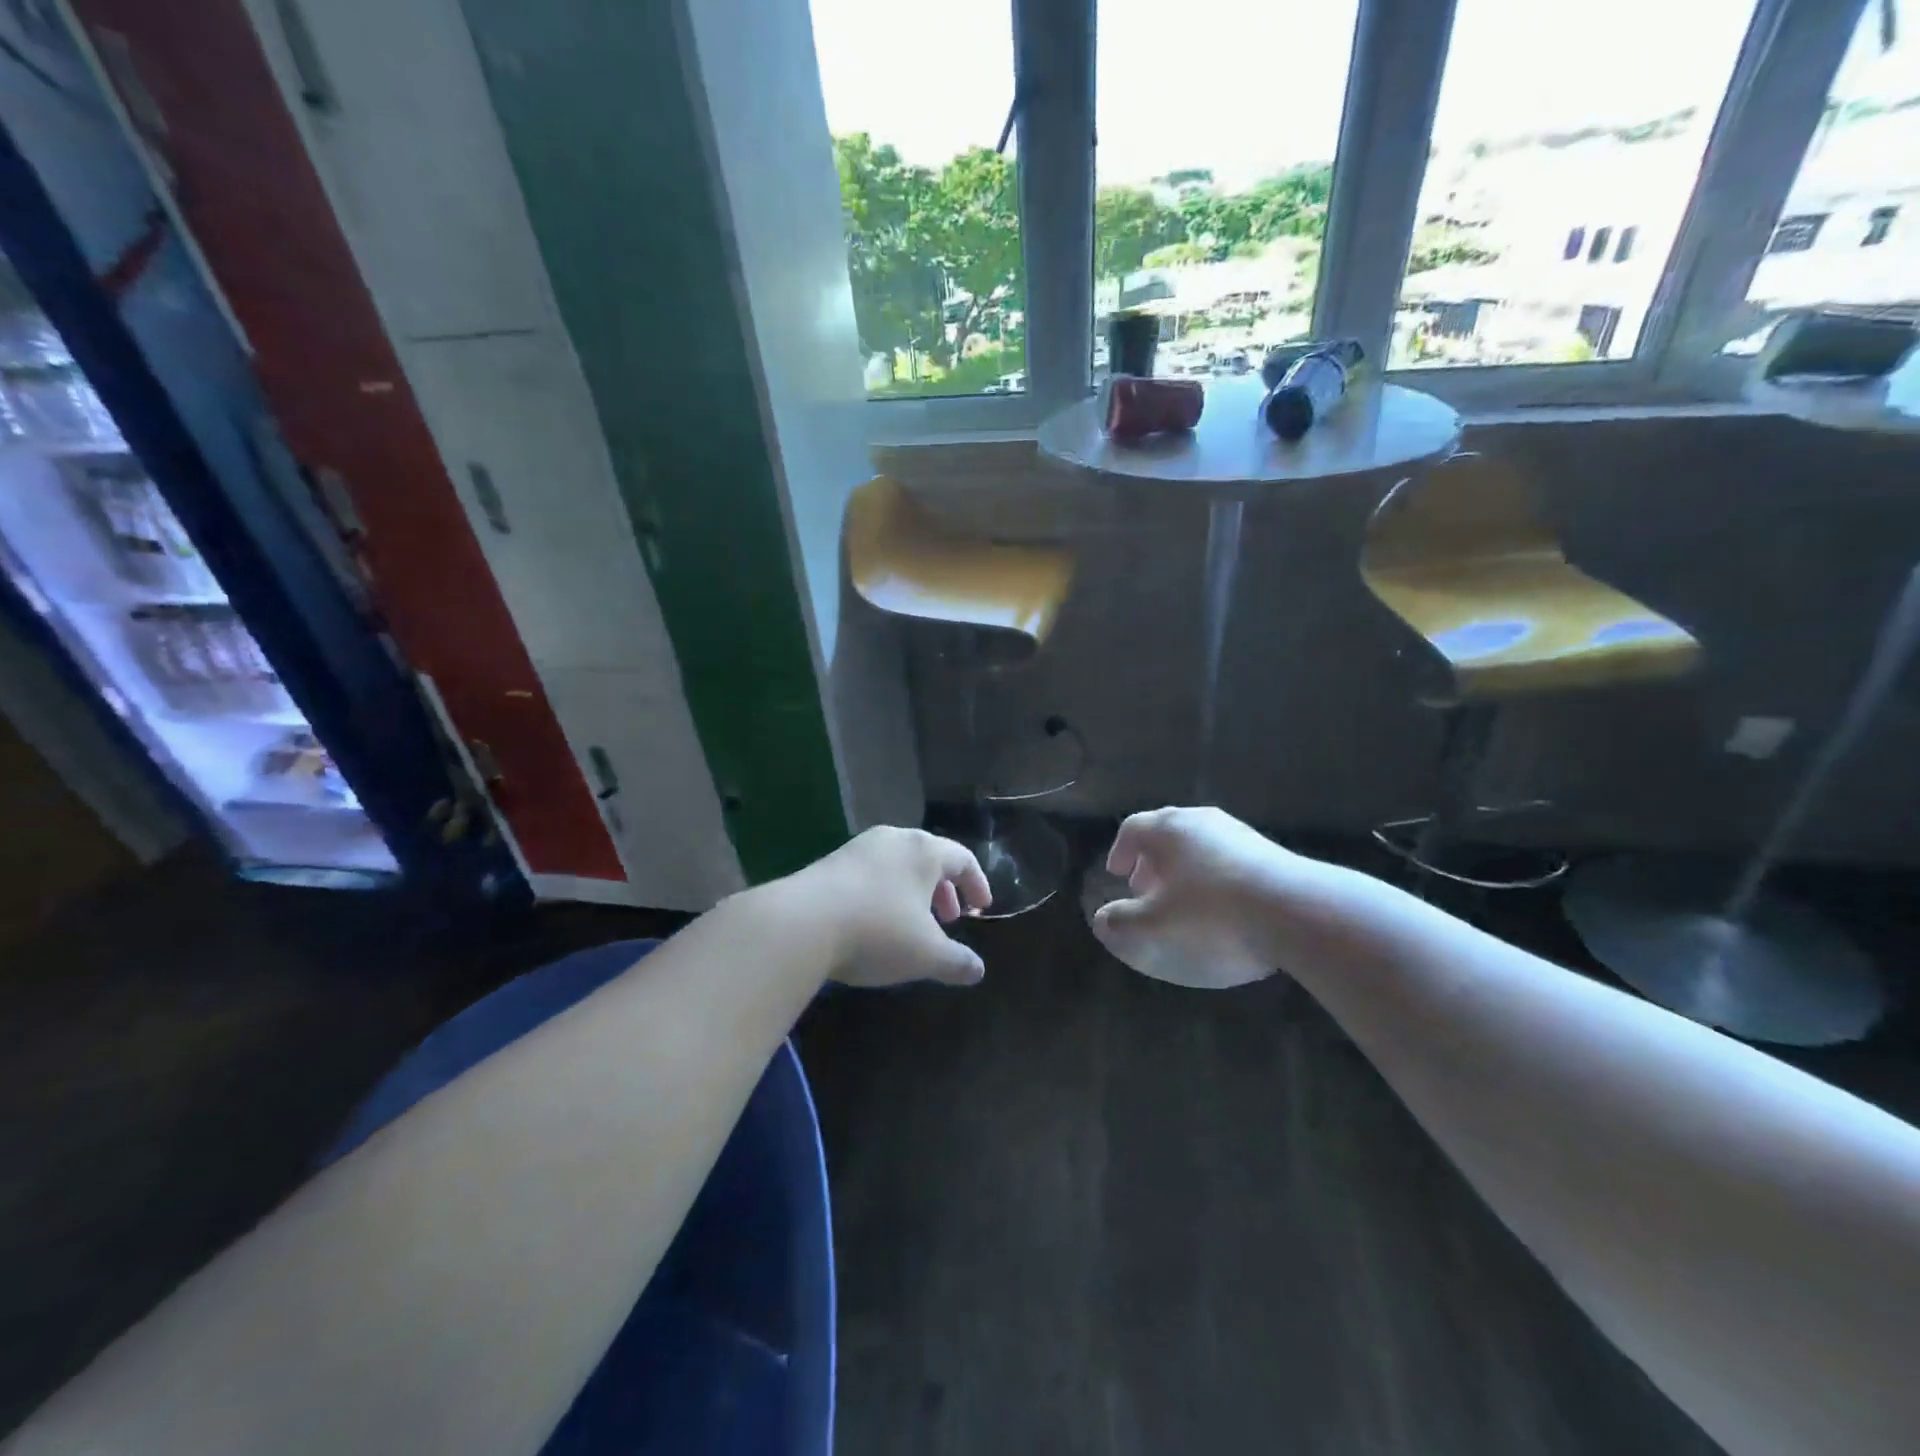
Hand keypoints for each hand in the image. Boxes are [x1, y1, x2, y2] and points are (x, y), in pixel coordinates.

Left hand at [786, 826, 992, 986]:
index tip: (981, 908)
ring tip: (913, 924)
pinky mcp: (830, 863)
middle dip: (944, 890)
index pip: (963, 859)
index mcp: (924, 851)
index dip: (977, 883)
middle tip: (949, 919)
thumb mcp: (926, 955)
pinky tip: (875, 923)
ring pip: (898, 865)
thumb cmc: (877, 932)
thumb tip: (978, 970)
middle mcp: (894, 840)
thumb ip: (957, 962)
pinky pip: (872, 873)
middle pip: (929, 858)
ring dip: (913, 893)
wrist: (800, 923)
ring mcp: (858, 848)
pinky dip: (886, 893)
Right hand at [1092, 806, 1307, 987]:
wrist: (1296, 910)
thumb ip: (1122, 923)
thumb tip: (1102, 920)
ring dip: (1183, 867)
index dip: (1120, 851)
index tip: (1117, 874)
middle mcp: (1201, 821)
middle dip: (1151, 859)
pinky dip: (1213, 874)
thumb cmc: (1212, 914)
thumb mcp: (1155, 927)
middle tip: (1145, 888)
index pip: (1132, 829)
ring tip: (1183, 898)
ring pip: (1199, 843)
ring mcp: (1238, 833)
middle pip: (1166, 831)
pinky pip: (1227, 857)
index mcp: (1167, 829)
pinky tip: (1223, 906)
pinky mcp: (1268, 851)